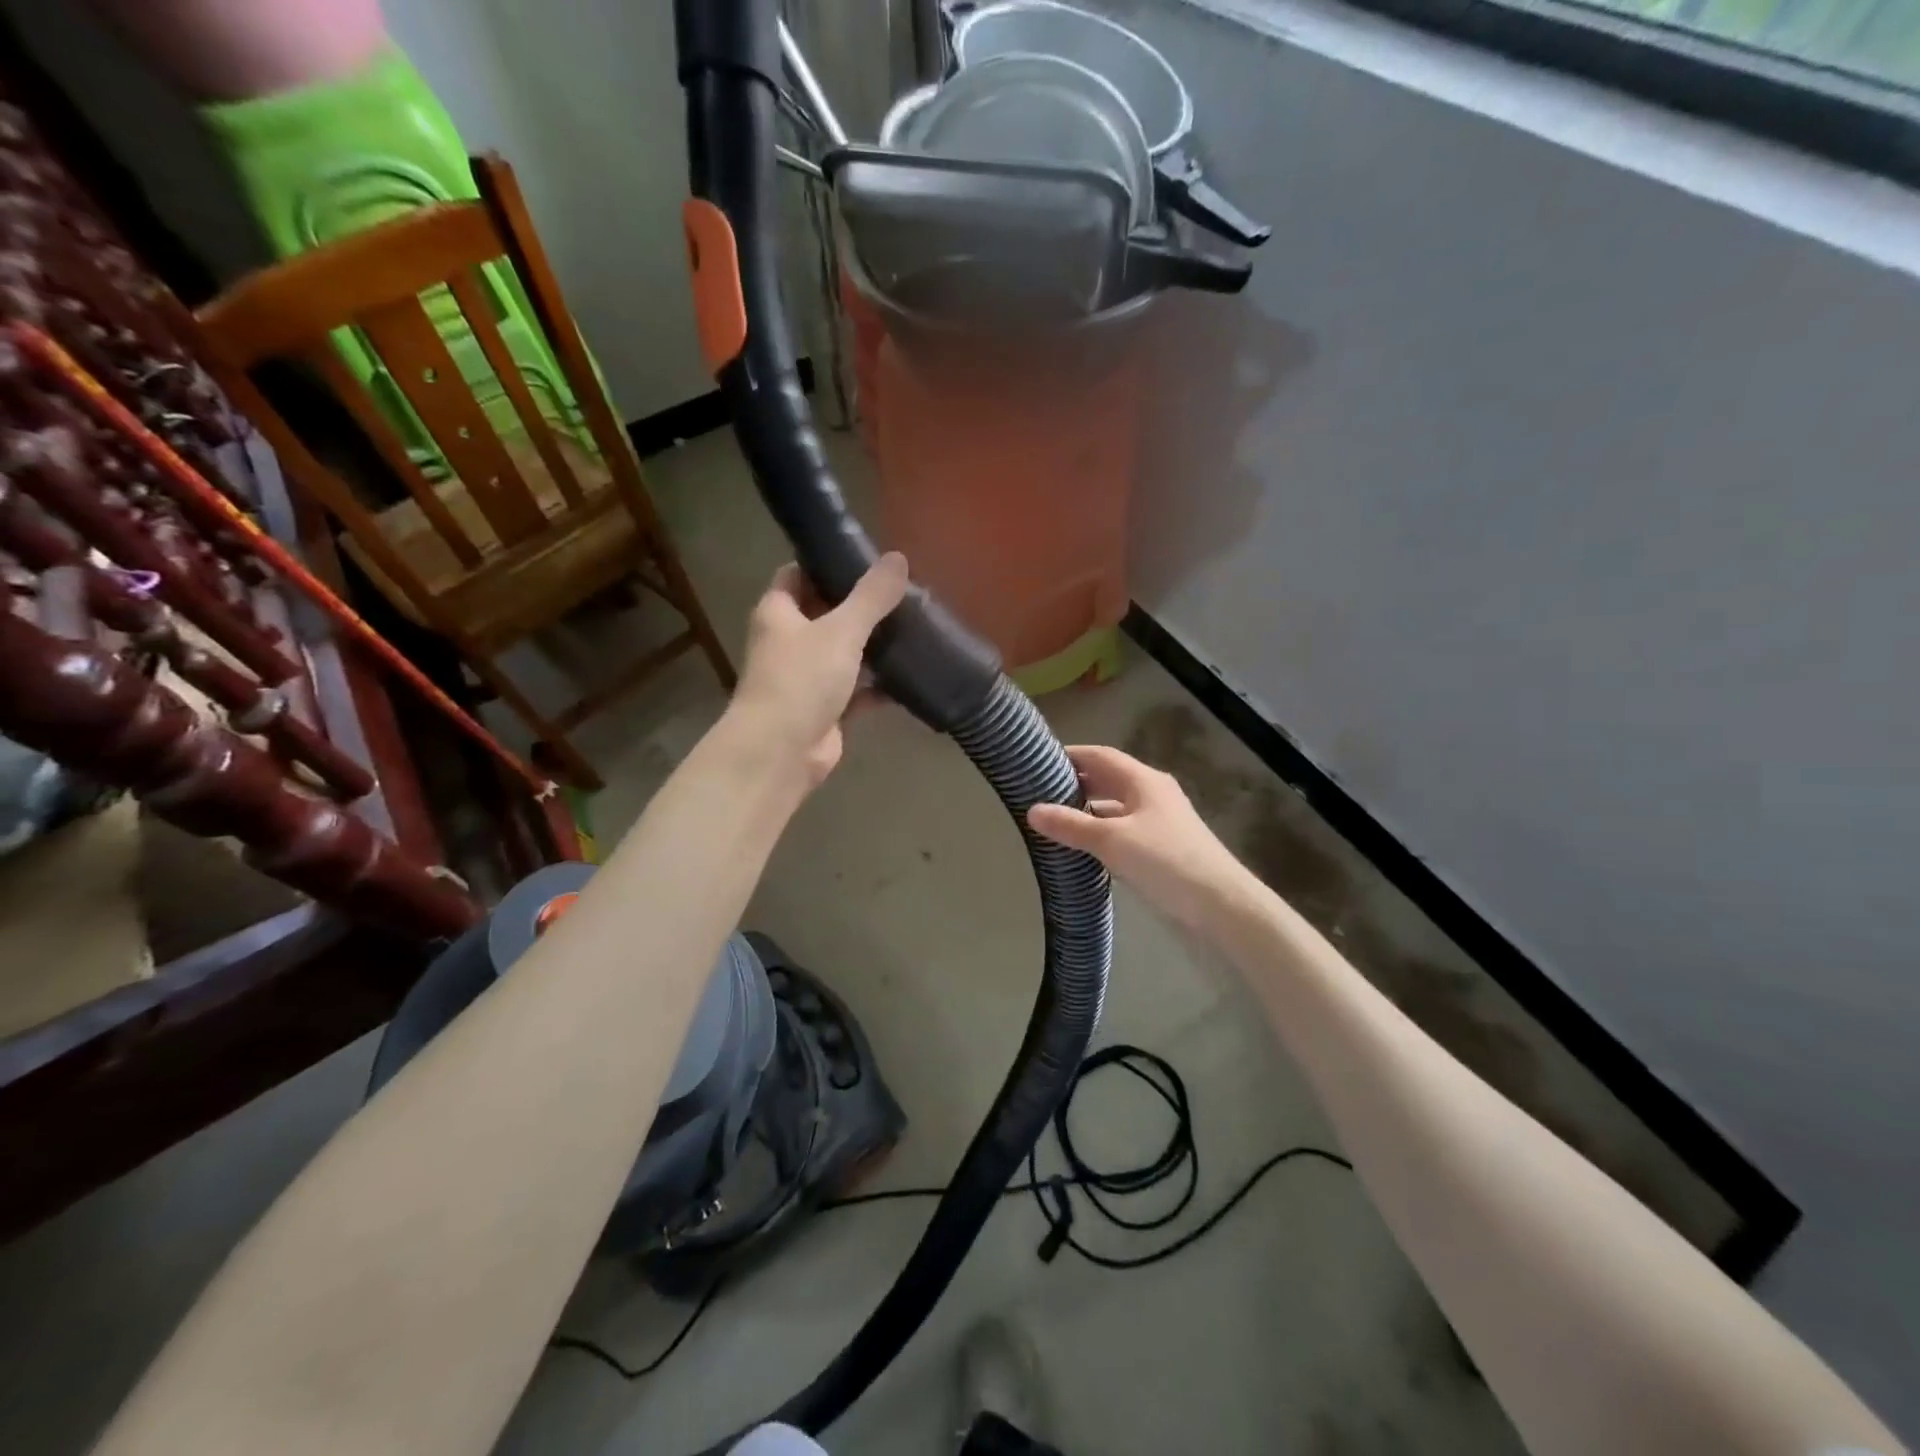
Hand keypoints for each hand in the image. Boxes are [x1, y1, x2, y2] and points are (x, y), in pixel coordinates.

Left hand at [727, 553, 908, 785]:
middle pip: (826, 613)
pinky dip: (880, 685)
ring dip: (873, 646)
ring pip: (844, 653)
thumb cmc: (801, 679)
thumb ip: (871, 596)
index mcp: (779, 613)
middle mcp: (788, 642)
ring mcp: (807, 678)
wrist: (781, 752)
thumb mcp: (841, 630)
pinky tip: (911, 675)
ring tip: (915, 627)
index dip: (827, 564)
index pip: (798, 574)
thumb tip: (898, 557)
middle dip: (860, 606)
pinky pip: (858, 690)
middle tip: (902, 593)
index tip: (866, 559)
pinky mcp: (826, 710)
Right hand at [1028, 745, 1253, 930]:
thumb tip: (1031, 810)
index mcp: (1143, 780)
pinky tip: (1083, 846)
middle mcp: (1153, 793)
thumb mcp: (1112, 841)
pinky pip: (1124, 829)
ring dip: (1088, 809)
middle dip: (1076, 782)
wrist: (1222, 905)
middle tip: (1038, 791)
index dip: (1070, 755)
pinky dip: (1101, 831)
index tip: (1037, 760)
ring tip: (1053, 818)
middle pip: (1108, 779)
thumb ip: (1071, 825)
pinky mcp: (1163, 846)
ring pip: (1116, 806)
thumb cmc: (1166, 861)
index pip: (1100, 756)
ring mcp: (1160, 820)